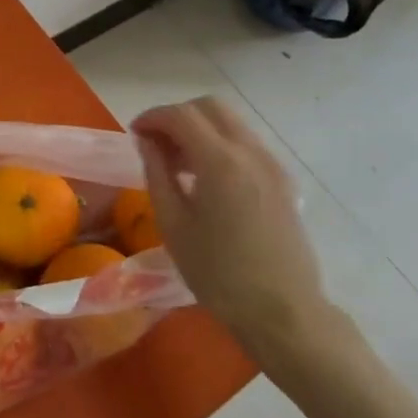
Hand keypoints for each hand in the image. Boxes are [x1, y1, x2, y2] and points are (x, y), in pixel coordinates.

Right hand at [132, 97, 330, 360]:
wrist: (282, 311)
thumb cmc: (218, 274)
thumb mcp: (174, 225)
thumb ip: (157, 174)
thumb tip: (147, 142)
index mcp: (220, 161)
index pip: (181, 115)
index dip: (153, 117)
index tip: (135, 133)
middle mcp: (250, 151)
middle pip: (210, 107)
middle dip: (178, 116)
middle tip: (156, 144)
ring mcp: (272, 163)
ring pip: (231, 123)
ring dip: (200, 129)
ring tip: (178, 163)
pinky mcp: (283, 179)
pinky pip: (246, 144)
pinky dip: (221, 144)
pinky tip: (207, 179)